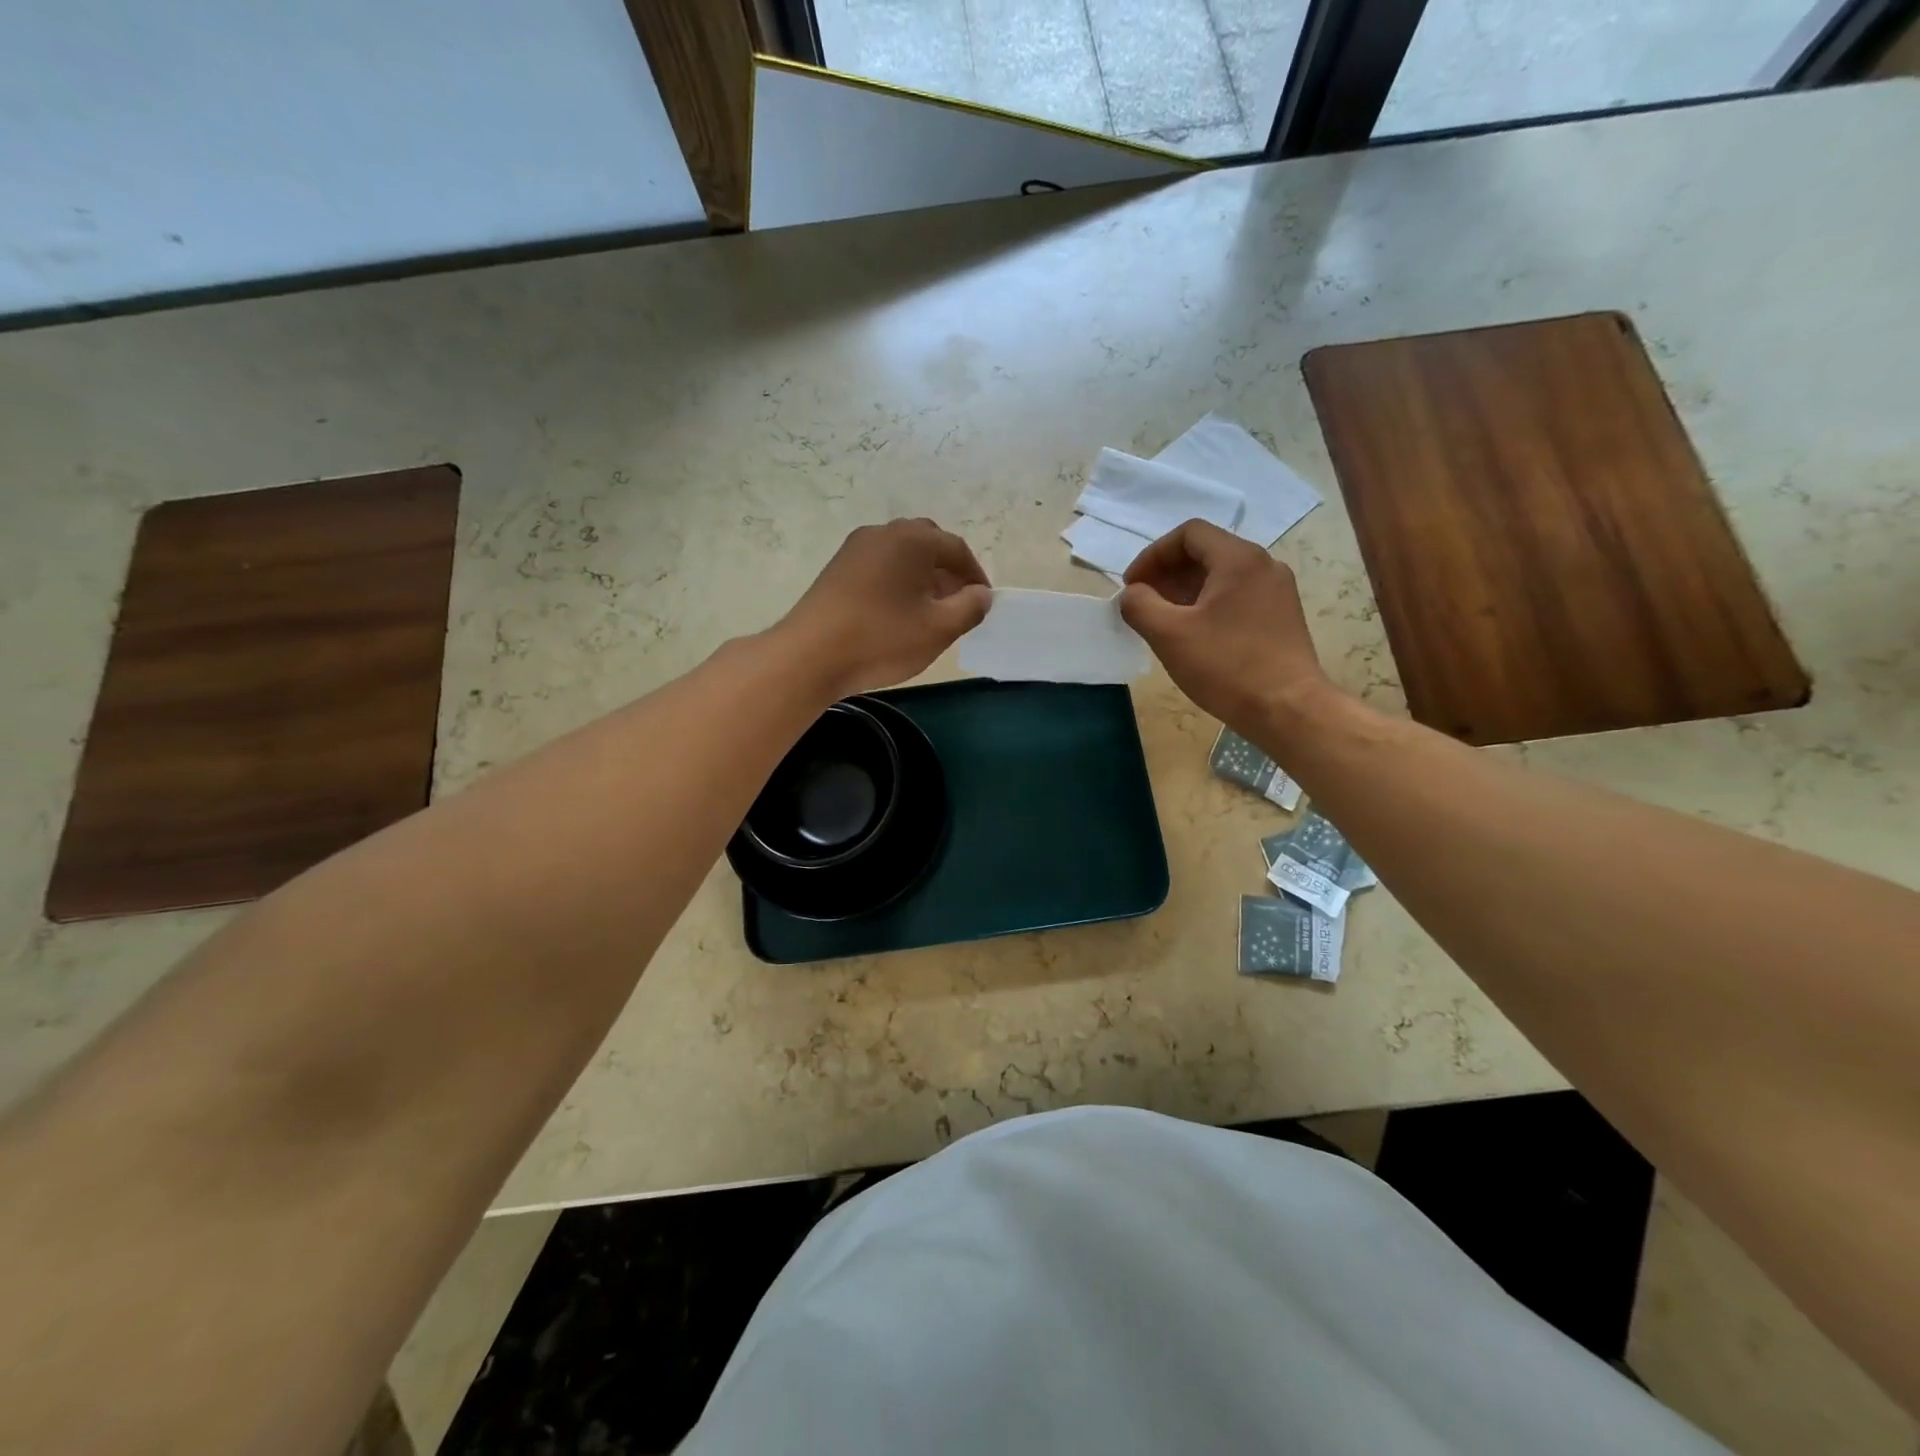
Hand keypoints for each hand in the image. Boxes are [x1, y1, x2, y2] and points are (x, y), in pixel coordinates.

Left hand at [778, 519, 991, 698]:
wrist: (810, 655)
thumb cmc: (882, 639)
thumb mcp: (938, 629)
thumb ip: (969, 608)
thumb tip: (981, 595)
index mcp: (912, 539)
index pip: (956, 549)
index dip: (975, 576)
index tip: (983, 603)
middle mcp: (883, 533)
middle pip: (928, 545)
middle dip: (948, 571)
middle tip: (957, 603)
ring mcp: (855, 549)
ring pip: (902, 555)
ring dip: (922, 577)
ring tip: (929, 612)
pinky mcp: (837, 569)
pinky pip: (880, 566)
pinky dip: (897, 582)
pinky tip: (897, 613)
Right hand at [1119, 519, 1333, 732]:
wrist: (1288, 709)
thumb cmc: (1226, 667)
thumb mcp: (1169, 635)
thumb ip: (1139, 605)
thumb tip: (1131, 594)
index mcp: (1239, 559)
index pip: (1188, 534)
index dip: (1153, 555)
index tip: (1132, 586)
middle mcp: (1264, 565)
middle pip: (1206, 552)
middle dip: (1167, 573)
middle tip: (1143, 603)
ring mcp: (1277, 591)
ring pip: (1221, 576)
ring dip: (1185, 591)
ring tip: (1163, 621)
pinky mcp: (1281, 616)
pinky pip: (1237, 596)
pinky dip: (1208, 605)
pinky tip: (1194, 636)